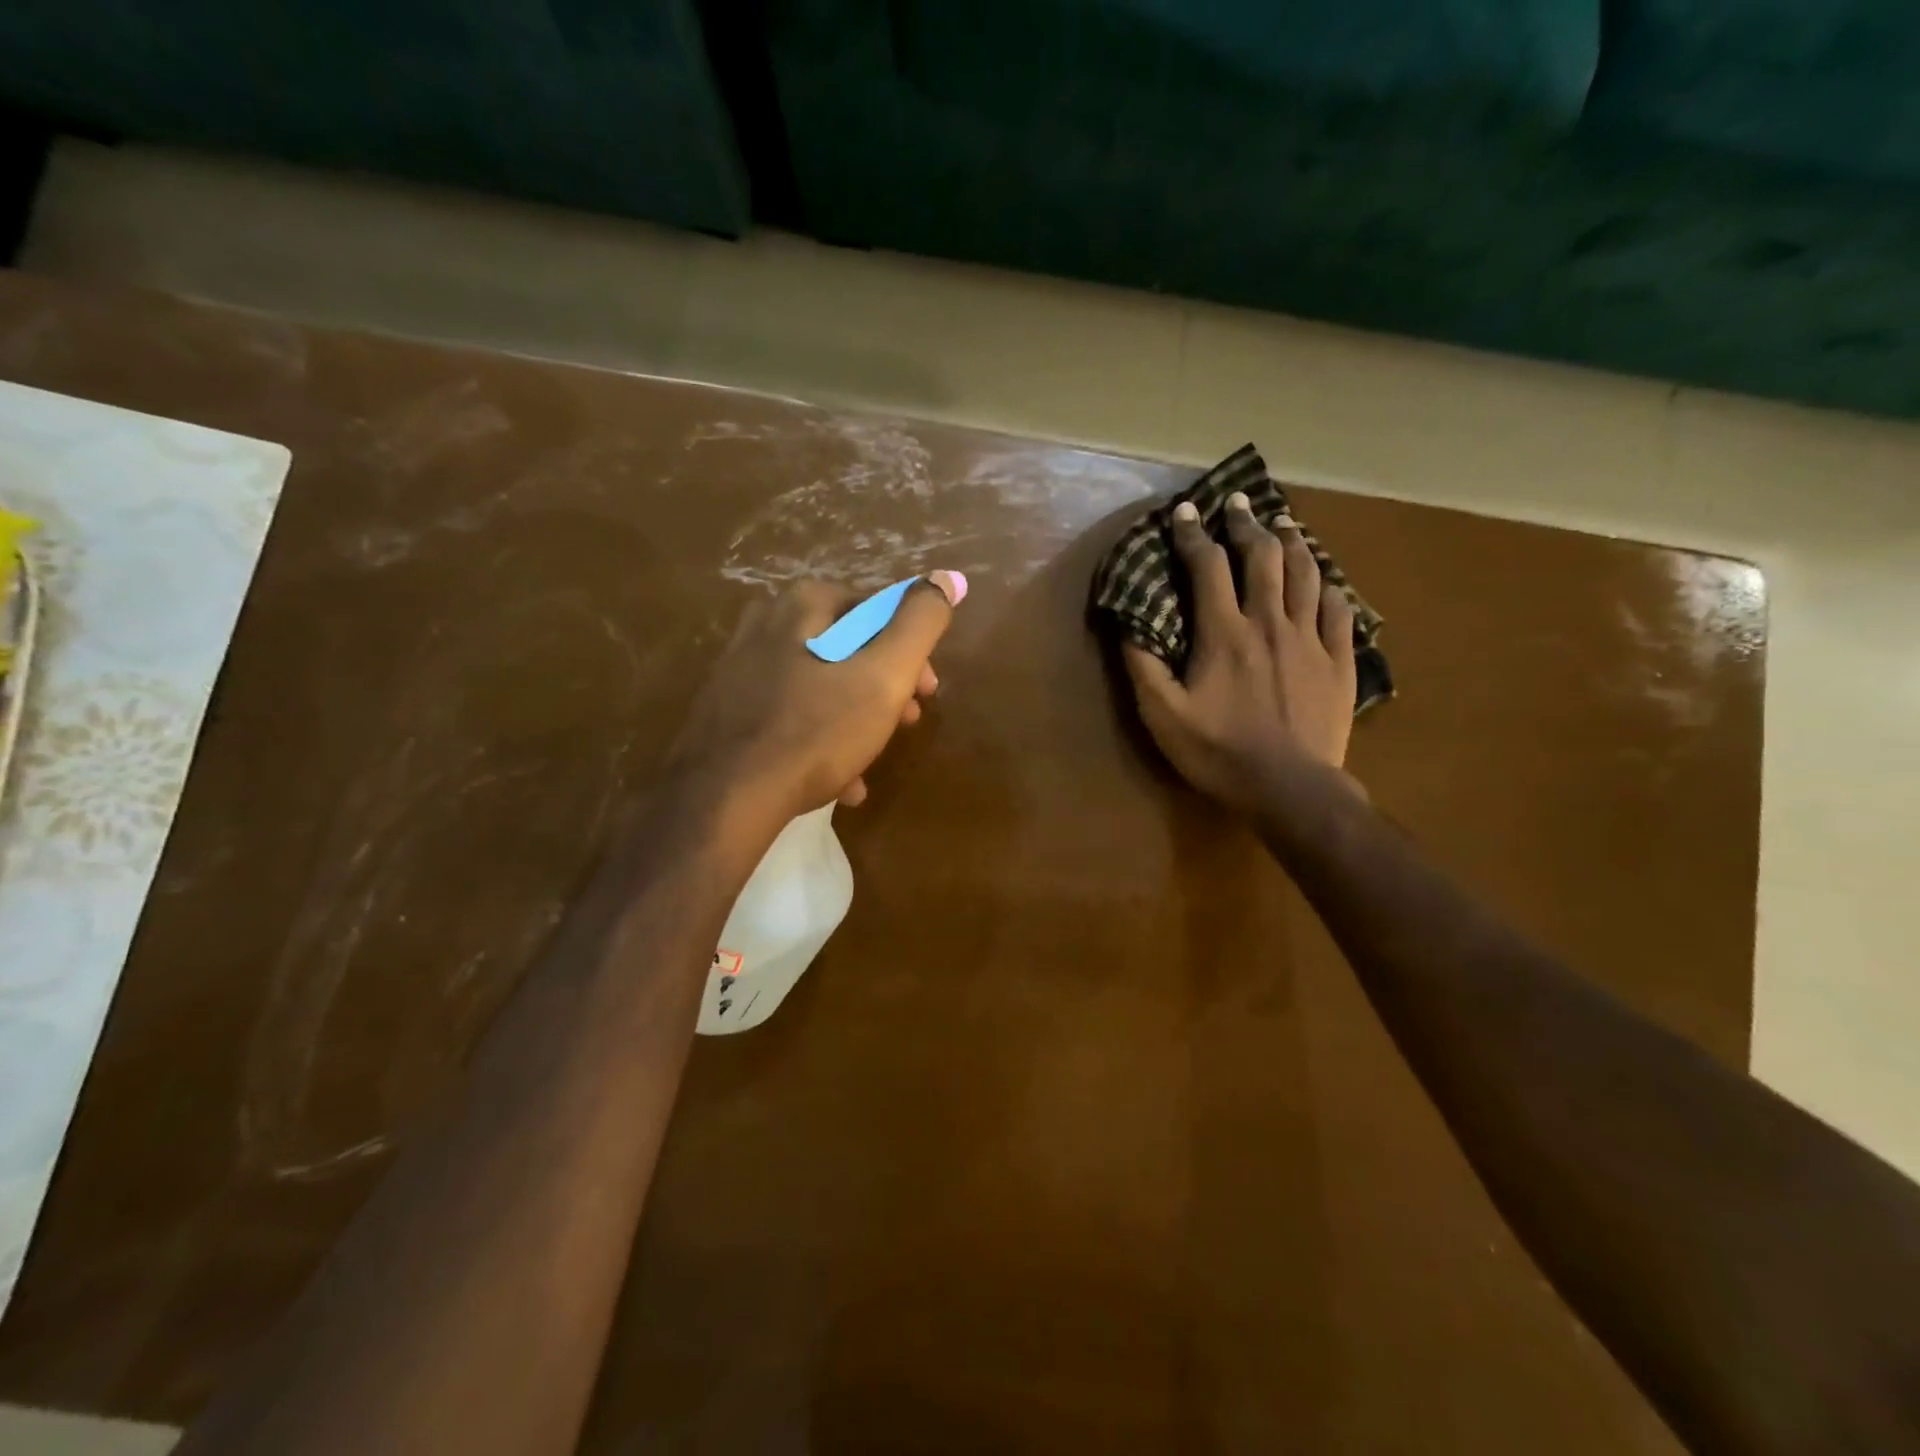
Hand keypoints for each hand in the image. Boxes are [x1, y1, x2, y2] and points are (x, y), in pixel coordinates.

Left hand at [668, 572, 965, 828]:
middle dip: (885, 686)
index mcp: (804, 605)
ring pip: (820, 685)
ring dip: (856, 718)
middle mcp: (766, 624)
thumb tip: (949, 577)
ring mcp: (742, 669)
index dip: (912, 650)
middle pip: (848, 648)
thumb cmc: (815, 731)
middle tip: (905, 723)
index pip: (877, 609)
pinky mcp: (728, 710)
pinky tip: (839, 781)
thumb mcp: (884, 676)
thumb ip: (920, 623)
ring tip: (873, 758)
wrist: (725, 798)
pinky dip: (820, 740)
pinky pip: (790, 716)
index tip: (927, 692)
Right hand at [1124, 495, 1358, 812]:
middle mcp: (1270, 622)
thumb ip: (1143, 665)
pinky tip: (1326, 580)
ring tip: (1285, 523)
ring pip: (1306, 575)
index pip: (1207, 567)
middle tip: (1240, 502)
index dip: (1193, 535)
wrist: (1289, 788)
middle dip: (1247, 524)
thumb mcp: (1163, 715)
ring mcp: (1310, 640)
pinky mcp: (1339, 662)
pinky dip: (1331, 588)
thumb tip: (1128, 623)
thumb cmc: (1218, 752)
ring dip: (1293, 543)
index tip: (1185, 511)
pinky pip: (1341, 612)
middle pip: (1262, 557)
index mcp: (1224, 632)